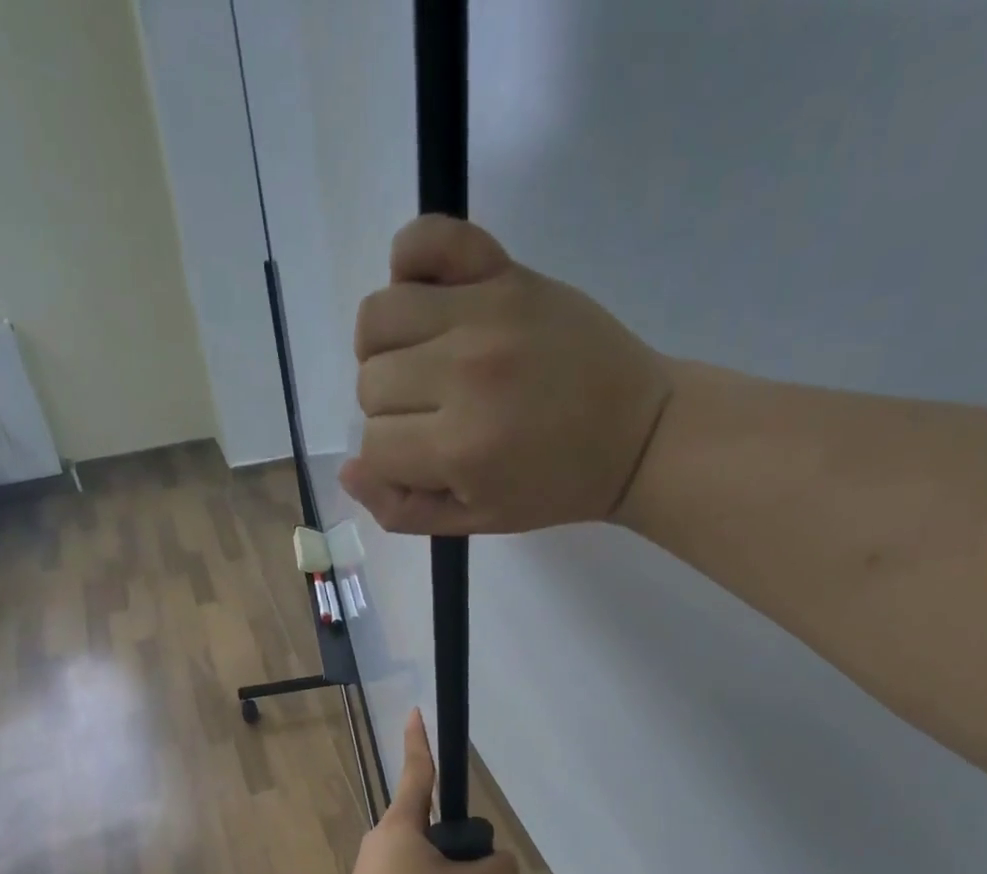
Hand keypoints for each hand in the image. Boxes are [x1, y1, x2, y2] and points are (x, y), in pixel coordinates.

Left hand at [333, 710, 518, 873]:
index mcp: (402, 824)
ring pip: (419, 860)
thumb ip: (495, 871)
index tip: (413, 712)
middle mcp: (382, 839)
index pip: (419, 772)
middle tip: (474, 873)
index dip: (419, 741)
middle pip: (426, 825)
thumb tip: (503, 864)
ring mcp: (372, 870)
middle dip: (452, 841)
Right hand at [340, 215, 673, 534]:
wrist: (636, 434)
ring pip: (378, 317)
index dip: (391, 460)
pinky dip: (409, 259)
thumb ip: (405, 509)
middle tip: (436, 418)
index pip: (373, 443)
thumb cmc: (555, 487)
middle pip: (371, 383)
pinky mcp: (505, 271)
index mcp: (460, 446)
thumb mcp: (478, 521)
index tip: (428, 461)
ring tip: (422, 363)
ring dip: (386, 348)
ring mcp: (483, 313)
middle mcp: (463, 373)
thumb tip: (350, 469)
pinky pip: (425, 238)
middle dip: (392, 411)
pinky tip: (429, 297)